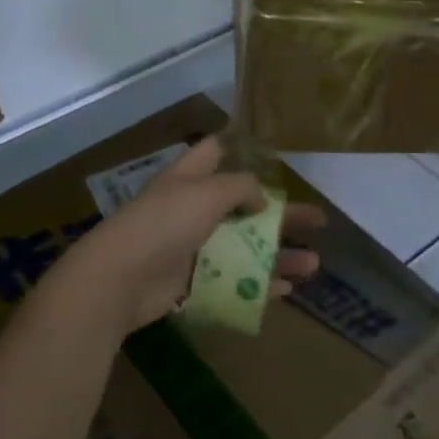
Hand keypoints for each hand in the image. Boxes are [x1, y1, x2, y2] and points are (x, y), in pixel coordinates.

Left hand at [55, 137, 322, 333]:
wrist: (120, 278)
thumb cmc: (164, 223)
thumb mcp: (206, 192)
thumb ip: (240, 188)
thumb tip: (262, 199)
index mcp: (191, 178)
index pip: (215, 152)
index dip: (242, 148)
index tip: (274, 152)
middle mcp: (193, 209)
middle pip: (246, 206)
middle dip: (281, 213)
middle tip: (318, 221)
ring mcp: (194, 247)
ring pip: (246, 248)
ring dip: (279, 255)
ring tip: (314, 264)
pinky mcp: (193, 282)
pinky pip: (235, 281)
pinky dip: (260, 284)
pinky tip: (287, 290)